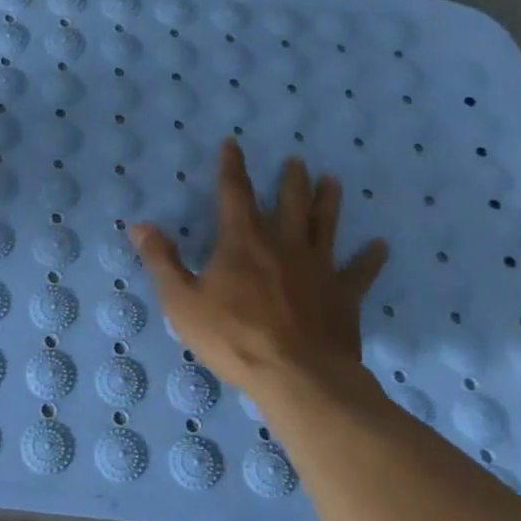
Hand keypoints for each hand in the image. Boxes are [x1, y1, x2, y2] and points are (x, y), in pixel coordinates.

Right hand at [130, 142, 387, 401]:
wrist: (298, 376)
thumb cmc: (233, 337)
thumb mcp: (182, 301)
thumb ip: (162, 260)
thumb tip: (140, 225)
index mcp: (243, 242)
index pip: (234, 193)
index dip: (232, 167)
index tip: (234, 144)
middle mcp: (284, 244)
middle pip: (289, 203)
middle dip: (290, 180)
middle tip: (297, 161)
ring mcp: (318, 268)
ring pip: (325, 226)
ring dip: (328, 202)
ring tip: (333, 181)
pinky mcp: (343, 295)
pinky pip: (360, 271)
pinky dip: (370, 257)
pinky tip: (381, 245)